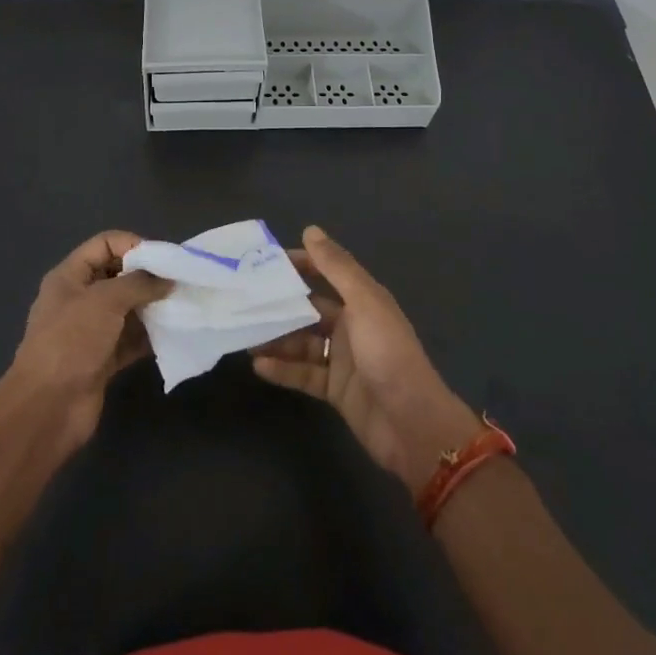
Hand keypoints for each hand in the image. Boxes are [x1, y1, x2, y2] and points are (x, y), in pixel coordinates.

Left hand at [4, 231, 170, 457]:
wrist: (47, 408)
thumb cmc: (71, 342)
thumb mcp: (104, 301)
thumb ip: (139, 283)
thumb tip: (167, 279)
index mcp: (70, 277)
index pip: (105, 244)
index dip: (134, 245)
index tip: (165, 259)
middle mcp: (80, 299)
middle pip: (119, 276)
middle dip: (149, 277)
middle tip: (181, 282)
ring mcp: (91, 331)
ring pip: (128, 309)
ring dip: (153, 308)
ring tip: (183, 306)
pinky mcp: (103, 360)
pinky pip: (132, 339)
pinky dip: (151, 336)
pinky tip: (174, 334)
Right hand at [253, 226, 480, 493]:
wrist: (413, 424)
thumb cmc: (388, 354)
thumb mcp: (364, 303)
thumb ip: (336, 267)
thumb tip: (310, 230)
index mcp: (363, 301)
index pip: (326, 273)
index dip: (298, 265)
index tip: (263, 261)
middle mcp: (352, 326)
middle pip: (309, 310)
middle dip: (280, 306)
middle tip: (243, 301)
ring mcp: (343, 360)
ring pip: (302, 343)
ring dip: (276, 339)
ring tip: (245, 336)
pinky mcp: (336, 390)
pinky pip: (303, 374)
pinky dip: (283, 369)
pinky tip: (259, 365)